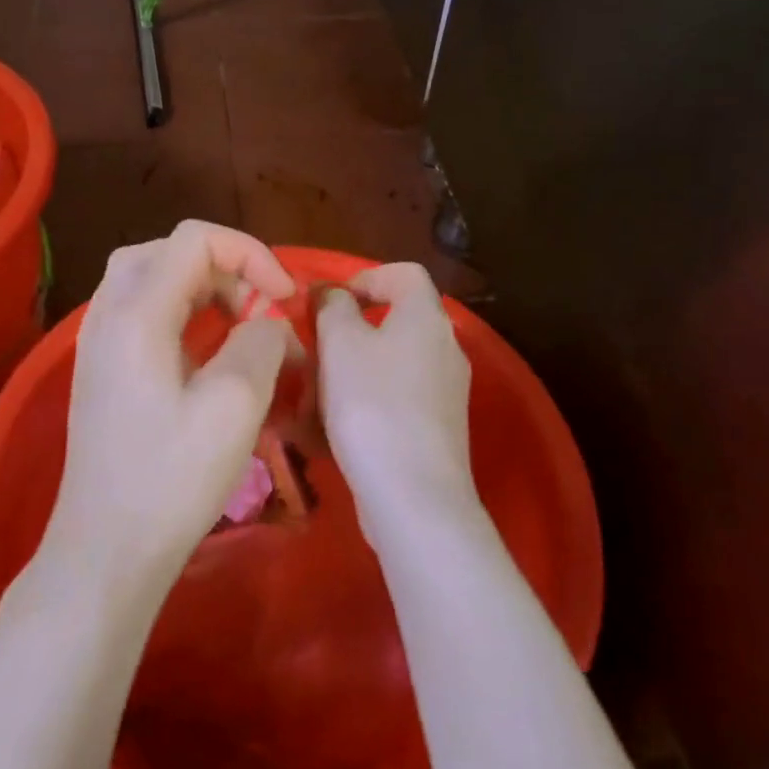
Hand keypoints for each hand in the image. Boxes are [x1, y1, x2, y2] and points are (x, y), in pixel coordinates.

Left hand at [42, 221, 298, 592]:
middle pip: (169, 251)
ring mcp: (98, 342)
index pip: (195, 239)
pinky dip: (182, 312)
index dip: (250, 254)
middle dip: (227, 269)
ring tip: (241, 325)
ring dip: (204, 288)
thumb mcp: (235, 405)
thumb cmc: (171, 479)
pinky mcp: (102, 369)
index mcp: (136, 313)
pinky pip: (142, 312)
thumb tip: (266, 322)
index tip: (285, 299)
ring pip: (152, 278)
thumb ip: (260, 341)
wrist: (106, 551)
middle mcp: (108, 314)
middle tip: (261, 311)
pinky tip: (208, 351)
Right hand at [316, 263, 476, 549]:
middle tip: (320, 347)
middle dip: (355, 328)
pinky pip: (402, 396)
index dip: (365, 276)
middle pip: (400, 318)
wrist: (412, 494)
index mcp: (427, 317)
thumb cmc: (371, 404)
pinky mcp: (442, 428)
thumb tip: (333, 293)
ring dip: (359, 366)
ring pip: (397, 360)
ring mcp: (449, 390)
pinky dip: (372, 398)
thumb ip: (333, 306)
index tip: (330, 302)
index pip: (404, 273)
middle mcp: (448, 347)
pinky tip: (342, 424)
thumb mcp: (339, 343)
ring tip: (322, 390)